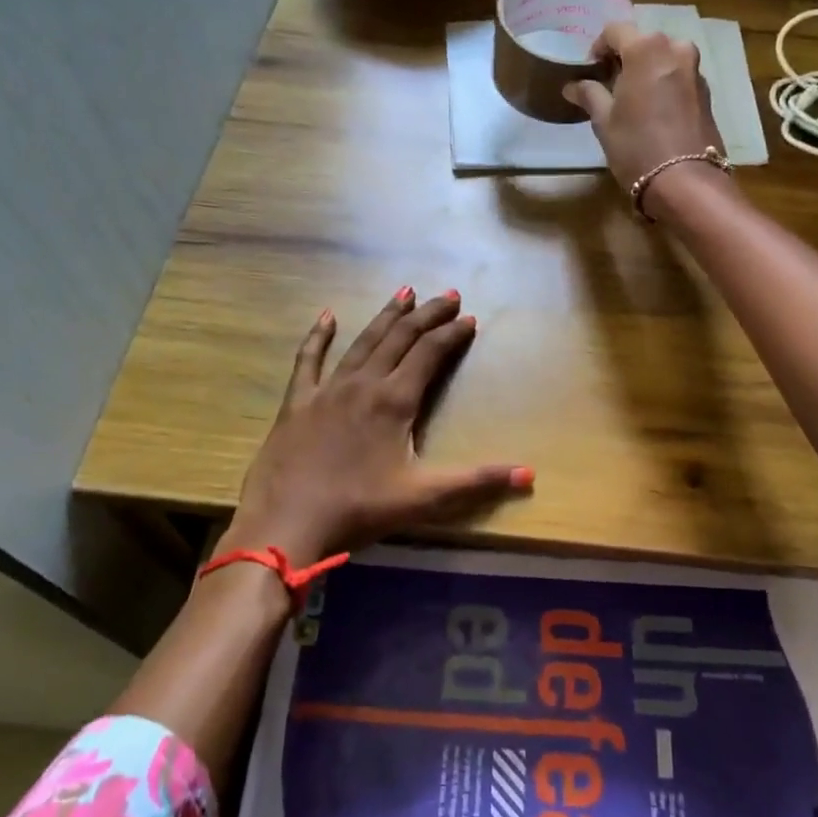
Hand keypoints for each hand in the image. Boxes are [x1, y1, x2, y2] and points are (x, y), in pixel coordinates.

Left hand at [227, 289, 533, 563]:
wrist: (287, 525)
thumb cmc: (360, 510)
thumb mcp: (425, 498)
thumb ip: (478, 481)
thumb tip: (530, 475)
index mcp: (395, 401)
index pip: (431, 354)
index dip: (453, 334)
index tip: (470, 319)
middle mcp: (363, 383)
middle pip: (400, 337)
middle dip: (427, 314)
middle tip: (448, 294)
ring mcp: (326, 389)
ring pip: (362, 341)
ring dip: (386, 315)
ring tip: (404, 292)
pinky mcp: (296, 402)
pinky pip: (308, 360)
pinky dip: (318, 336)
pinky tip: (327, 316)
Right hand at [563, 21, 724, 203]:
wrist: (685, 180)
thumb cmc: (636, 147)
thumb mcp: (604, 121)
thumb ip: (589, 95)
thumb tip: (572, 85)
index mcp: (646, 49)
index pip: (616, 30)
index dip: (599, 47)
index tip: (591, 70)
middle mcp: (675, 49)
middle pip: (644, 42)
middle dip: (626, 58)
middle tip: (610, 85)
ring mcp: (695, 70)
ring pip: (665, 58)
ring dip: (647, 71)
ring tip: (633, 99)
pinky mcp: (706, 93)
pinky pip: (679, 77)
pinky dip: (665, 85)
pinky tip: (655, 112)